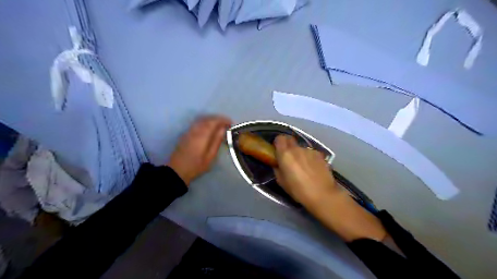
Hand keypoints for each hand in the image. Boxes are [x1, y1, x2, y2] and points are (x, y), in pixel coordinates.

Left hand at [165, 114, 229, 186]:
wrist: (177, 170)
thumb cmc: (196, 166)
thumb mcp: (210, 156)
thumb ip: (216, 141)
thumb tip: (223, 129)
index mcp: (202, 135)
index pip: (214, 121)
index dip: (223, 120)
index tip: (231, 123)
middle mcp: (195, 130)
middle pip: (208, 118)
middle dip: (218, 119)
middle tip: (227, 123)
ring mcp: (189, 130)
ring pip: (202, 119)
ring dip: (212, 120)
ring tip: (220, 125)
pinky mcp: (186, 133)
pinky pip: (198, 123)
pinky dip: (206, 122)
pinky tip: (210, 128)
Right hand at [272, 135, 336, 206]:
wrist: (322, 194)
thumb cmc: (298, 190)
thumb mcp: (282, 182)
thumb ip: (278, 169)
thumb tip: (278, 164)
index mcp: (285, 154)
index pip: (279, 138)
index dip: (278, 143)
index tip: (278, 151)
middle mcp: (297, 149)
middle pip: (290, 139)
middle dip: (287, 145)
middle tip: (288, 157)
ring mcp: (310, 151)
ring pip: (301, 148)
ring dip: (299, 153)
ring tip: (303, 167)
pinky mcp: (320, 155)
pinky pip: (310, 153)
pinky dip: (309, 158)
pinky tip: (312, 169)